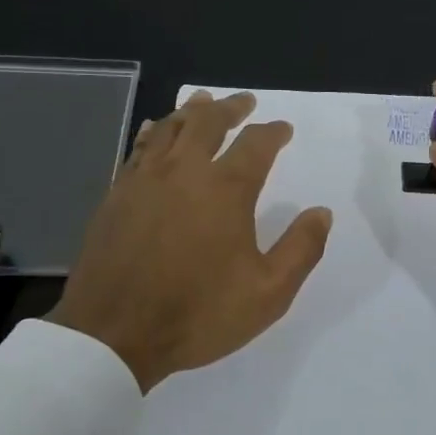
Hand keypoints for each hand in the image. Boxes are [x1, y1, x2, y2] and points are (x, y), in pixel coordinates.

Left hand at [48, 91, 333, 392]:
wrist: (114, 333)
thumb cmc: (198, 313)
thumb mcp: (269, 292)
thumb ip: (301, 249)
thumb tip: (322, 213)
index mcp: (226, 190)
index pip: (256, 144)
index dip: (273, 132)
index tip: (283, 129)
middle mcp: (185, 171)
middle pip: (208, 122)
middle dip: (230, 108)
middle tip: (244, 102)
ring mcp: (145, 180)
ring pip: (169, 128)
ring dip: (191, 111)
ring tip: (203, 101)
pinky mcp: (117, 194)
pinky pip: (139, 148)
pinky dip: (153, 131)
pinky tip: (154, 130)